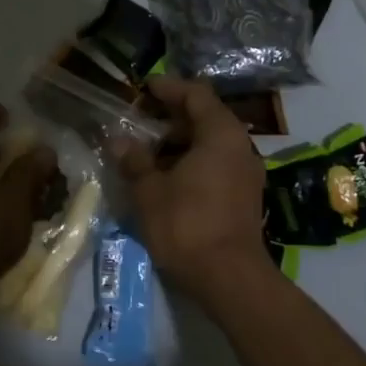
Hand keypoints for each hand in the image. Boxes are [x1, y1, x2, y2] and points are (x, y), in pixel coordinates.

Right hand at [115, 76, 270, 304]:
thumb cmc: (187, 225)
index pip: (196, 94)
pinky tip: (166, 177)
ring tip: (146, 152)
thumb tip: (119, 141)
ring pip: (210, 143)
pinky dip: (191, 162)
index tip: (145, 88)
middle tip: (139, 122)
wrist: (230, 278)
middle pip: (205, 117)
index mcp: (221, 133)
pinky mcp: (244, 196)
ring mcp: (246, 172)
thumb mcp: (150, 191)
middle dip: (170, 117)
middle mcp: (240, 146)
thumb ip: (135, 161)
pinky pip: (216, 164)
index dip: (169, 88)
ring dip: (179, 143)